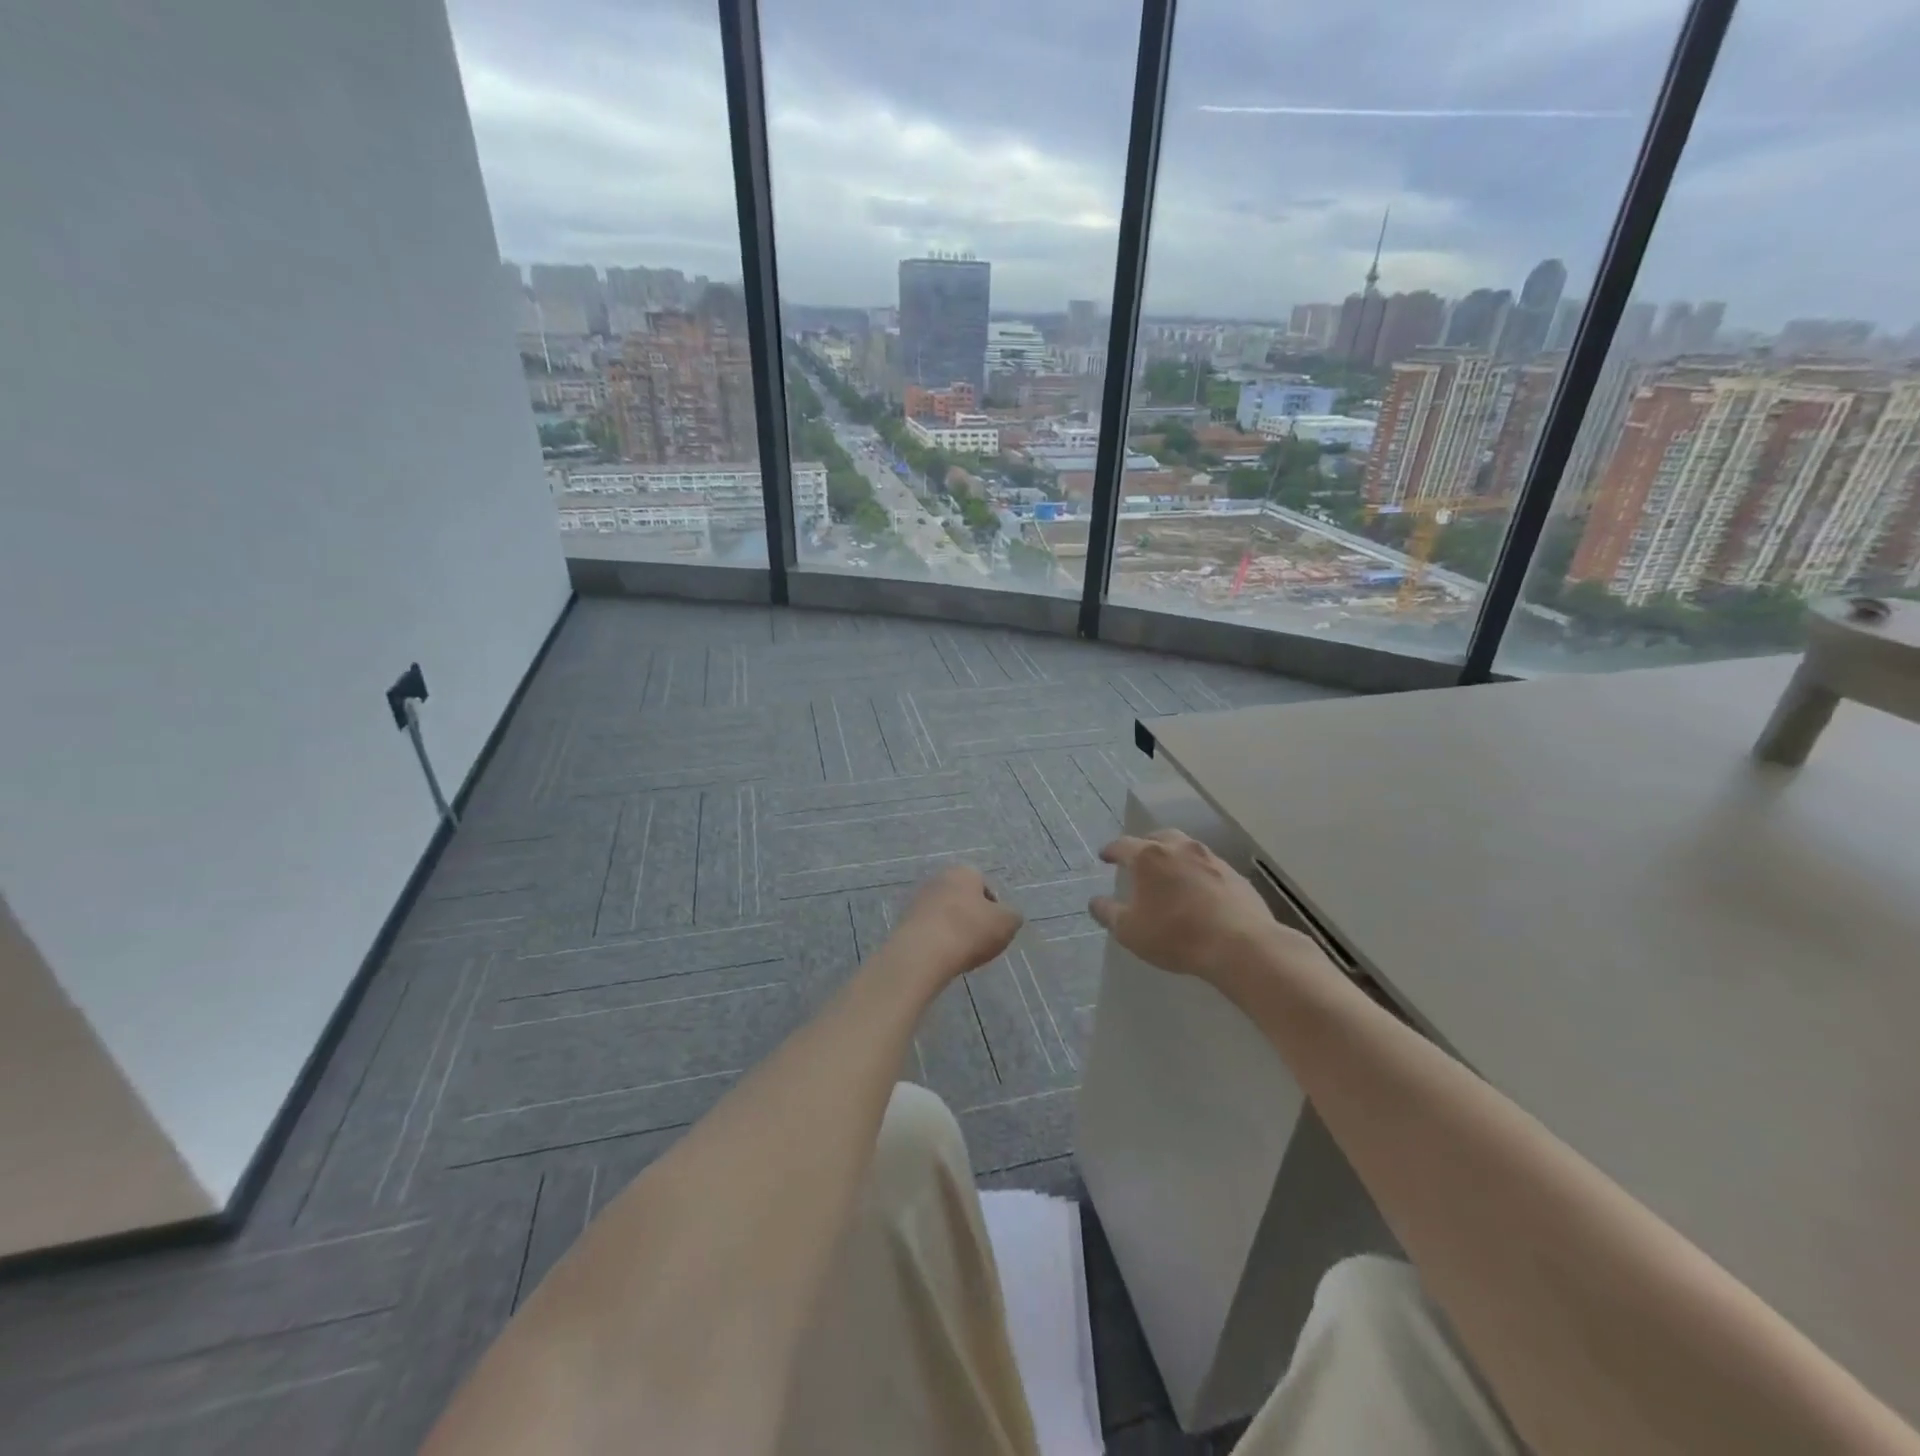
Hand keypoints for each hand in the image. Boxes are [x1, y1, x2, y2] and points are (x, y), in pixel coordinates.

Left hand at [893, 865, 1022, 978]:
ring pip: (945, 915)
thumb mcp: (1007, 923)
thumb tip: (1007, 916)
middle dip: (972, 918)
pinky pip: (929, 930)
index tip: (995, 930)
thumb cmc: (969, 930)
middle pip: (963, 900)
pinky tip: (942, 958)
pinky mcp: (904, 921)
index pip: (985, 886)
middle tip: (980, 942)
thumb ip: (1012, 916)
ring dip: (954, 930)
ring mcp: (918, 899)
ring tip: (960, 953)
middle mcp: (938, 878)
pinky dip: (937, 941)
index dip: (994, 909)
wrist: (922, 953)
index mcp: (964, 872)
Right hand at [1090, 830, 1310, 983]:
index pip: (1123, 845)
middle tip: (1138, 858)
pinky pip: (1208, 866)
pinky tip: (1198, 890)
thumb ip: (1108, 913)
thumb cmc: (1175, 935)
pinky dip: (1197, 872)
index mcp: (1148, 856)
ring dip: (1173, 856)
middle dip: (1144, 845)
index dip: (1111, 850)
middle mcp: (1179, 848)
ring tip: (1169, 872)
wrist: (1240, 945)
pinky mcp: (1234, 874)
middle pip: (1157, 838)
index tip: (1105, 856)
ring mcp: (1210, 858)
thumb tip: (1095, 901)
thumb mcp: (1129, 930)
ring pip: (1186, 848)